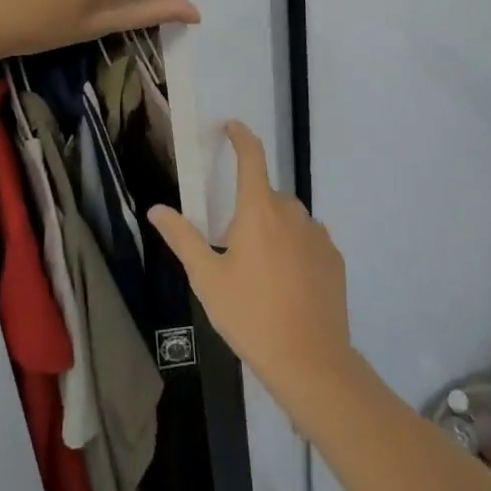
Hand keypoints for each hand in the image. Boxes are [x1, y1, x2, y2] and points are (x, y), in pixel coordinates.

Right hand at [149, 121, 356, 409]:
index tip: (232, 127)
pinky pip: (307, 241)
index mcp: (258, 210)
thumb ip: (183, 238)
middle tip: (232, 250)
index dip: (241, 137)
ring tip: (261, 275)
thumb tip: (157, 209)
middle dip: (248, 211)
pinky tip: (287, 286)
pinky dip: (294, 250)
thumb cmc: (251, 316)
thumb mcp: (207, 279)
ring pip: (287, 220)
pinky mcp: (334, 258)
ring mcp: (317, 234)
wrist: (311, 362)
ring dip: (273, 231)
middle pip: (265, 196)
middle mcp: (291, 212)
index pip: (251, 157)